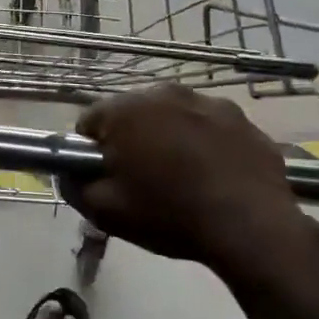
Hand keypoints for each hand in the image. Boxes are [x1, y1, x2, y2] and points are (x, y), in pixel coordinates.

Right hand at [60, 84, 312, 272]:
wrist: (250, 226)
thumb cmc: (169, 214)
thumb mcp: (106, 211)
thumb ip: (75, 186)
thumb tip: (68, 172)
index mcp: (127, 109)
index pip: (90, 121)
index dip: (92, 152)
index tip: (106, 178)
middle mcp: (165, 93)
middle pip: (133, 115)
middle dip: (132, 141)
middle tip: (143, 182)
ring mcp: (209, 102)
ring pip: (174, 118)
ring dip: (170, 139)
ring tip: (183, 181)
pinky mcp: (242, 119)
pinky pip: (210, 128)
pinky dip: (206, 145)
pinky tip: (214, 178)